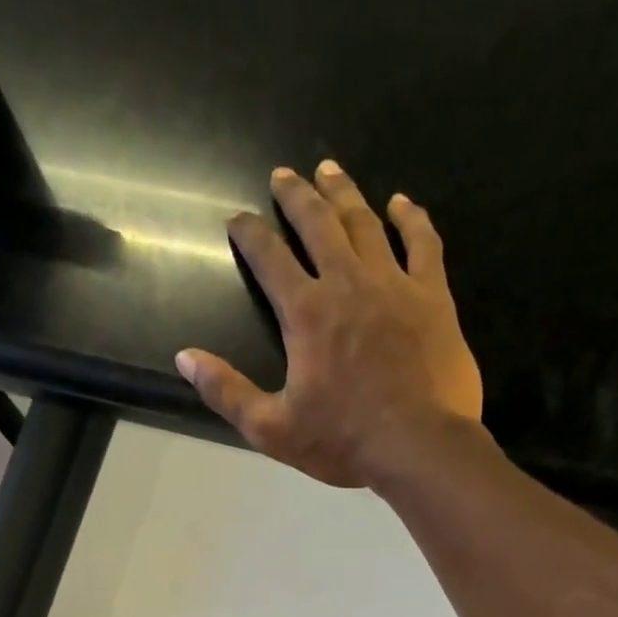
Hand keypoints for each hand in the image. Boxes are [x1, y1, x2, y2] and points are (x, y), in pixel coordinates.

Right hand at [175, 161, 483, 489]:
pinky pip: (422, 243)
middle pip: (317, 224)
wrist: (418, 447)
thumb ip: (227, 391)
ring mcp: (394, 284)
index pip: (269, 258)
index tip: (237, 218)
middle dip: (295, 197)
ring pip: (365, 223)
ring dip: (343, 193)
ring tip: (329, 170)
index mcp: (306, 313)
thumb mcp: (272, 429)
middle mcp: (347, 283)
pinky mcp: (432, 297)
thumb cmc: (343, 442)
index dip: (249, 234)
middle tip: (283, 174)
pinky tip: (401, 203)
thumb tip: (185, 358)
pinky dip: (411, 218)